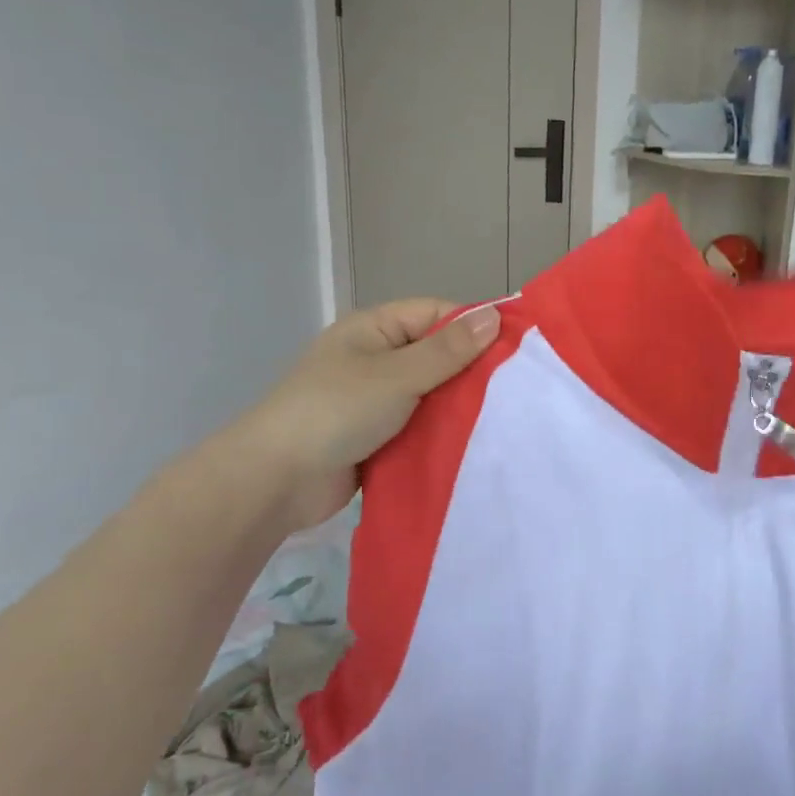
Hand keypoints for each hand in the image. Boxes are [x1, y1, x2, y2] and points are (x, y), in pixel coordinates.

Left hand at [236, 299, 500, 531]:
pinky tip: (476, 442)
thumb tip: (493, 317)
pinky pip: (420, 425)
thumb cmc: (335, 412)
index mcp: (374, 330)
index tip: (515, 348)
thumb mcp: (397, 375)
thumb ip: (447, 350)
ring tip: (506, 416)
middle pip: (437, 354)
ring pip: (432, 394)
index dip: (473, 326)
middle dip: (471, 370)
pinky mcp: (378, 436)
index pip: (436, 314)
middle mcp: (376, 359)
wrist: (275, 481)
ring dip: (458, 406)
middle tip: (518, 387)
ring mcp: (375, 400)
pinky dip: (442, 432)